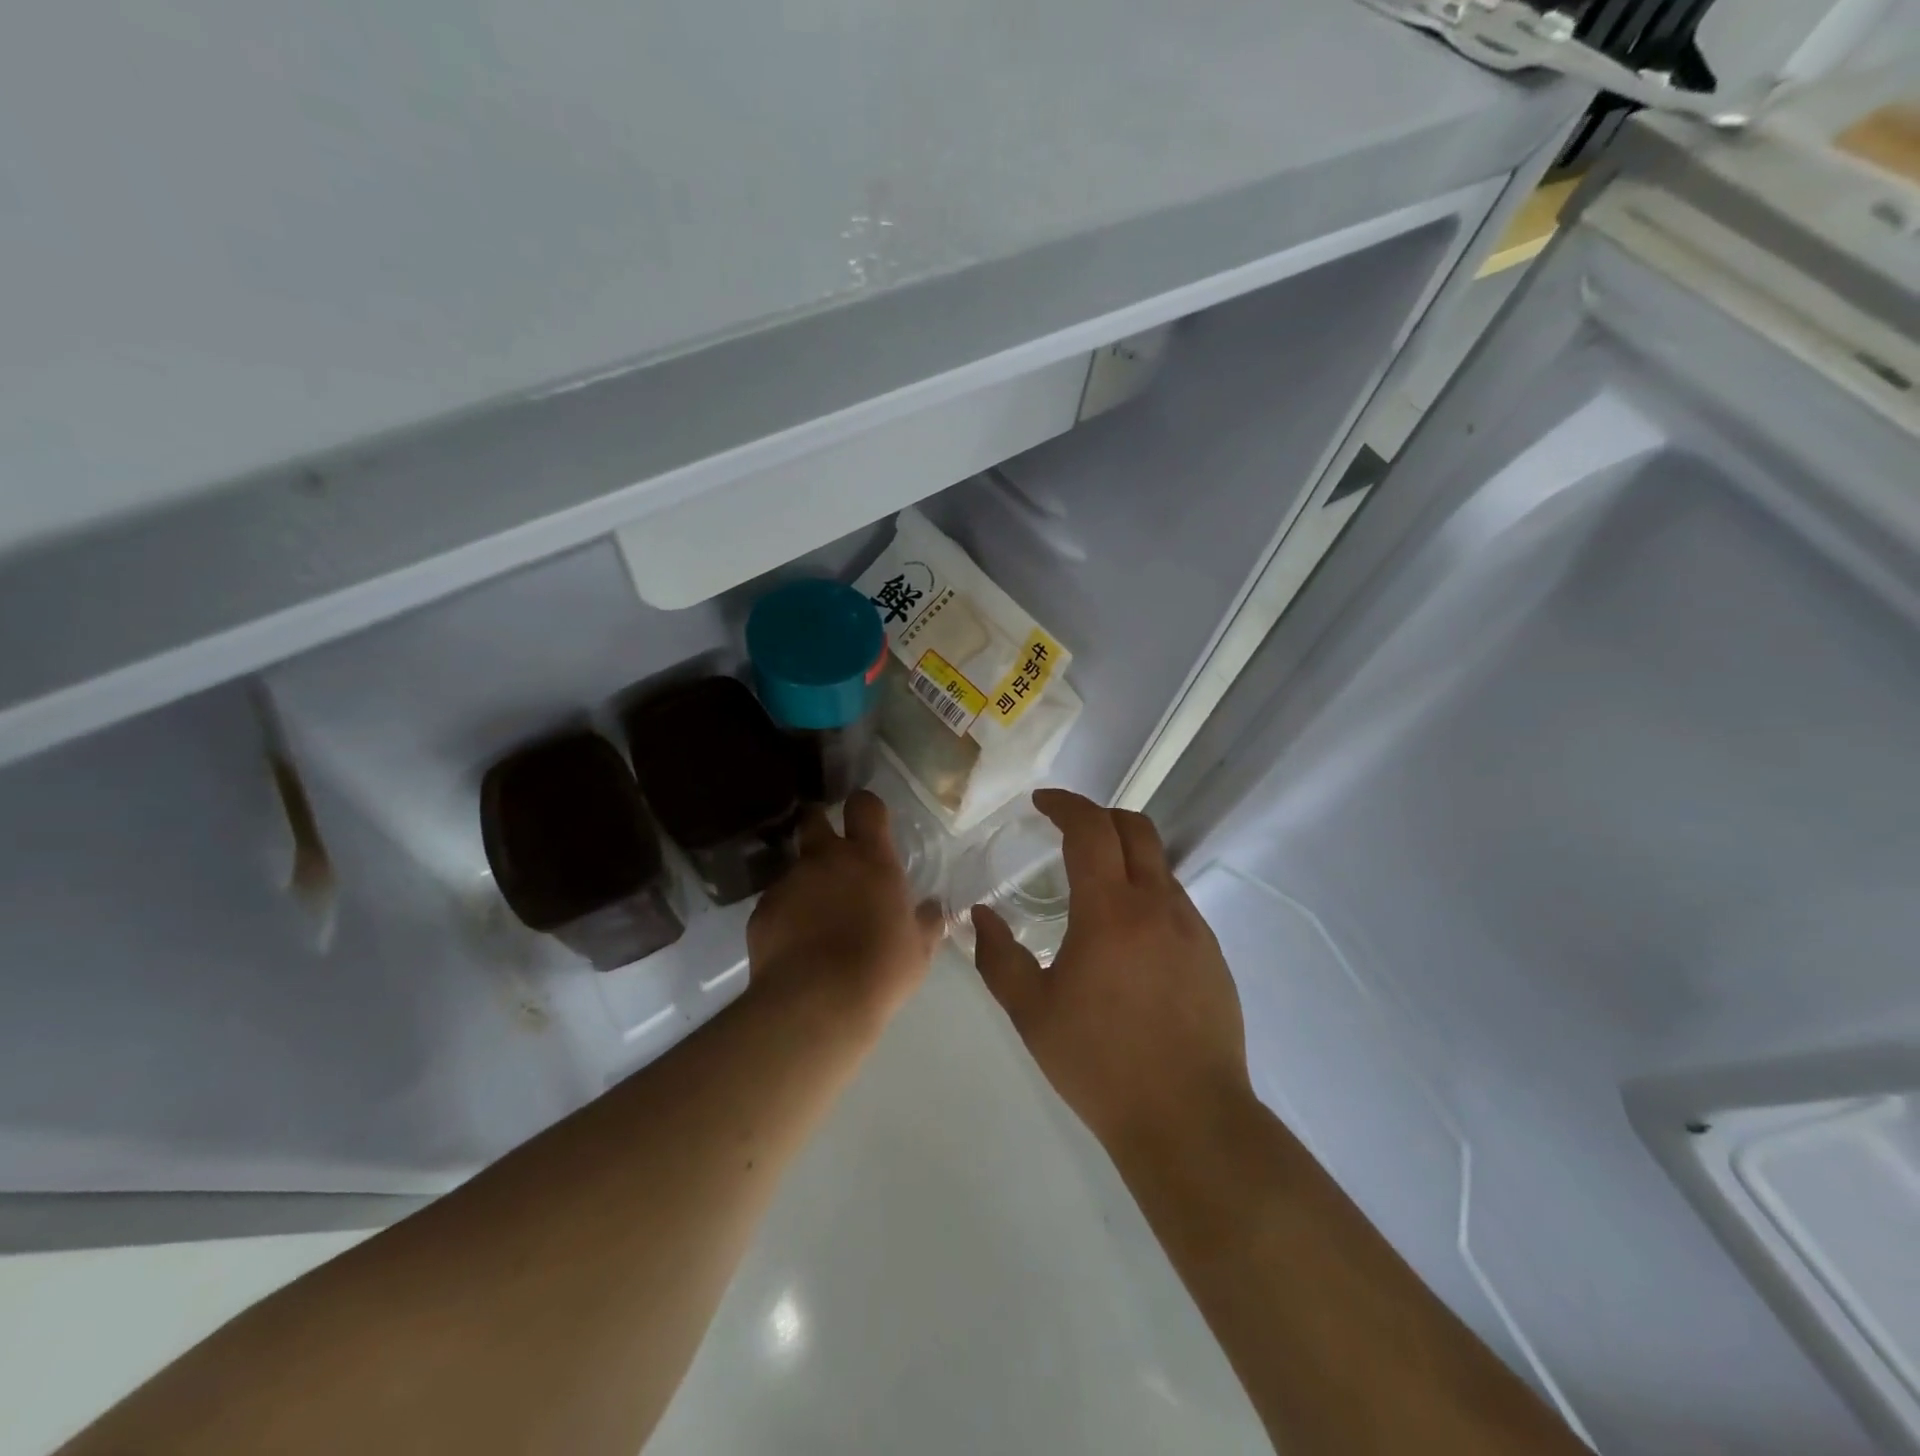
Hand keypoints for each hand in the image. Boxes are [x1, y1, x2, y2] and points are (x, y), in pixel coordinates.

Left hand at [748, 791, 942, 1030]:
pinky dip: (785, 914)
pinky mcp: (761, 911)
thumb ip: (926, 922)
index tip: (868, 821)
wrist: (816, 1004)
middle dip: (819, 824)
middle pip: (814, 818)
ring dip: (805, 880)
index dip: (866, 807)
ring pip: (794, 865)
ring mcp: (789, 882)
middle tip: (831, 850)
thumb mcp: (919, 949)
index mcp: (870, 859)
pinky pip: (776, 902)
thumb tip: (934, 908)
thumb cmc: (880, 970)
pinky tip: (795, 944)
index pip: (865, 806)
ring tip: (815, 916)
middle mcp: (826, 859)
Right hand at [971, 789, 1251, 1157]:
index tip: (1041, 803)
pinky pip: (1176, 901)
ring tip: (1095, 889)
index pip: (1090, 828)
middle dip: (1099, 816)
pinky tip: (1128, 938)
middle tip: (1068, 832)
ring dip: (1125, 856)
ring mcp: (1193, 927)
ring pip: (1159, 864)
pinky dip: (1147, 893)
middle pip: (1135, 828)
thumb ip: (998, 956)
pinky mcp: (1213, 954)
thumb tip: (981, 916)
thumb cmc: (1099, 1063)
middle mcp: (1157, 904)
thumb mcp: (1031, 1012)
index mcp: (1110, 910)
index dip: (1065, 804)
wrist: (1189, 1118)